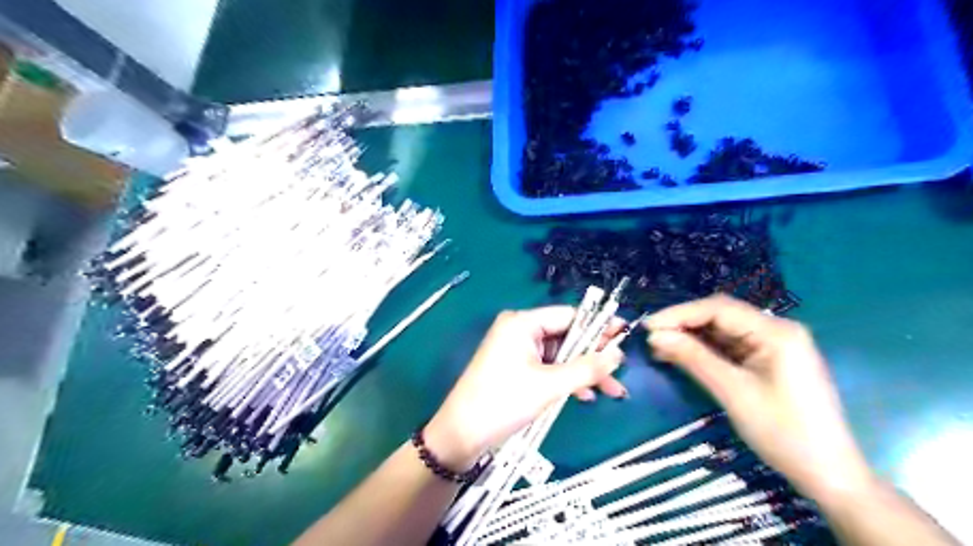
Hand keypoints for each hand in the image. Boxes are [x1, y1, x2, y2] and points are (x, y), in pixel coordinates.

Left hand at [430, 308, 626, 469]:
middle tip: (620, 371)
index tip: (625, 335)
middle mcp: (519, 330)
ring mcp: (517, 349)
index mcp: (522, 322)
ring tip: (611, 391)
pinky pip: (548, 367)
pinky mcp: (516, 368)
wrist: (462, 434)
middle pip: (566, 336)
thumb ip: (586, 368)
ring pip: (559, 355)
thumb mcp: (550, 385)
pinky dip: (566, 379)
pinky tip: (584, 396)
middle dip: (593, 356)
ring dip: (583, 372)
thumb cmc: (504, 402)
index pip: (569, 316)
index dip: (598, 326)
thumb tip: (618, 354)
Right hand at [644, 296, 873, 501]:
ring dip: (691, 337)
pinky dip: (704, 350)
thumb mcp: (733, 392)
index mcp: (776, 332)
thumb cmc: (783, 432)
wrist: (828, 474)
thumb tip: (655, 335)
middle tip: (650, 338)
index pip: (718, 309)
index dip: (679, 314)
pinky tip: (681, 356)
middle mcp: (776, 330)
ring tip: (659, 347)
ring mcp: (774, 346)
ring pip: (722, 331)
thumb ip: (693, 358)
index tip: (647, 326)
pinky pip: (730, 347)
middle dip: (683, 324)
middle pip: (720, 316)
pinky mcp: (769, 361)